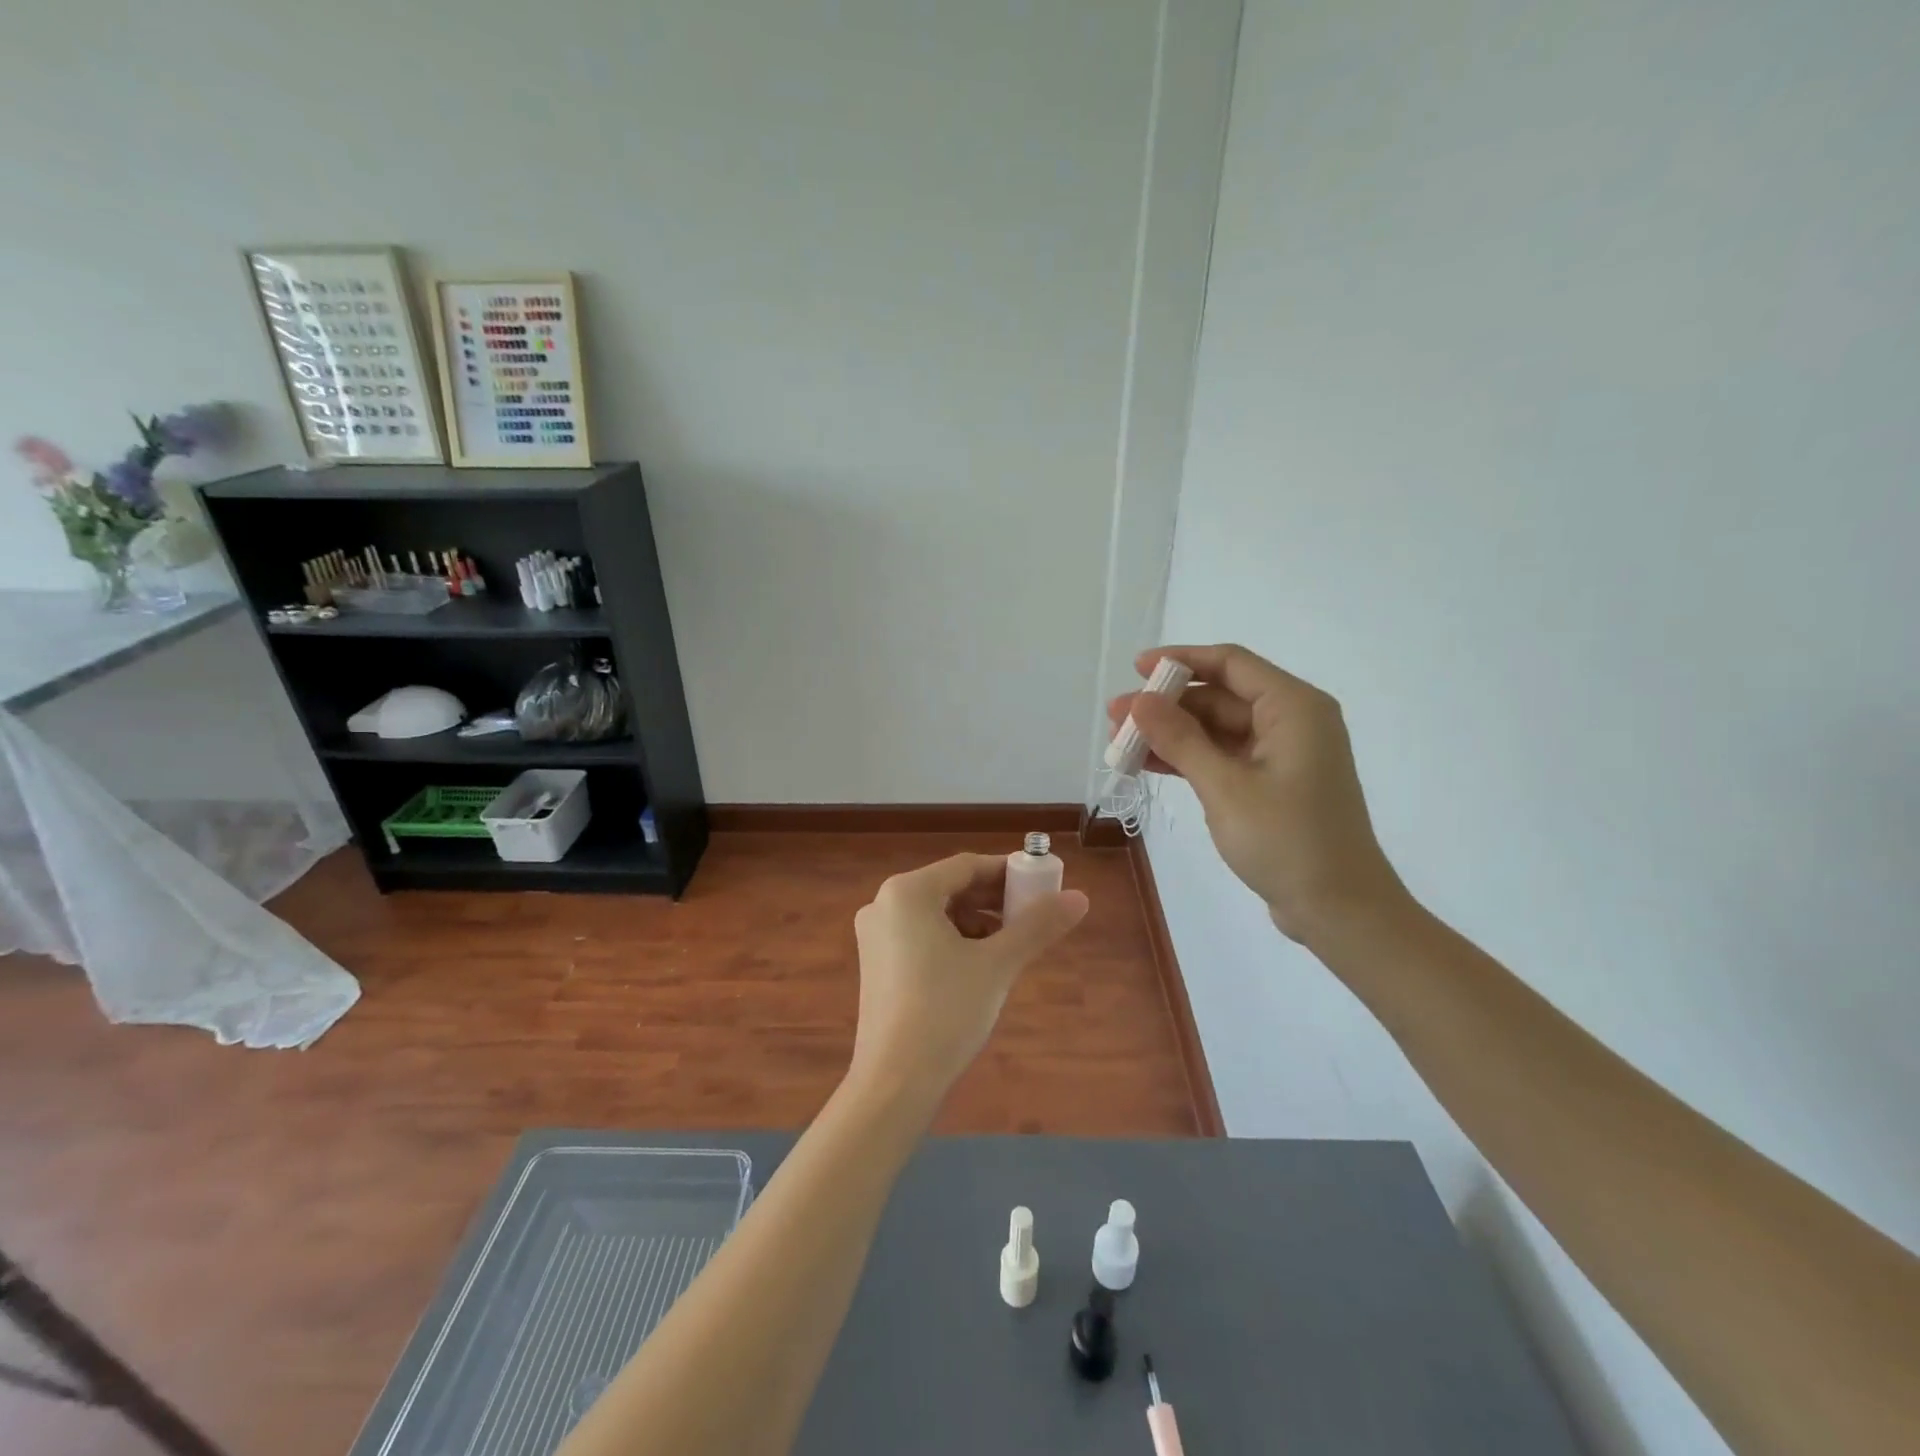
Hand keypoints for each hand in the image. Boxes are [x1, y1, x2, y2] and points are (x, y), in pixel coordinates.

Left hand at [849, 853, 1088, 1106]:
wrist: (895, 1082)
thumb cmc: (946, 1011)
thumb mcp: (998, 964)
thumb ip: (1037, 926)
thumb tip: (1080, 898)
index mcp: (907, 892)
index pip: (967, 866)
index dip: (1008, 873)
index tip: (1043, 886)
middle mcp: (884, 904)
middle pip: (951, 888)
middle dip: (994, 901)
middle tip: (1032, 917)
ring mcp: (875, 935)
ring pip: (937, 914)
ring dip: (977, 923)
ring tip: (1010, 947)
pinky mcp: (876, 964)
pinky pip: (921, 936)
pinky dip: (953, 942)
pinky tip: (979, 966)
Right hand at [1108, 644, 1407, 943]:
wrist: (1339, 910)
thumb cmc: (1287, 841)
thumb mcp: (1225, 787)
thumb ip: (1180, 739)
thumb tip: (1139, 701)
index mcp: (1294, 708)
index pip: (1230, 664)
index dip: (1181, 661)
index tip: (1136, 668)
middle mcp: (1291, 721)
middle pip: (1219, 697)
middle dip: (1166, 705)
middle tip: (1116, 717)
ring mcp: (1281, 754)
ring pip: (1216, 729)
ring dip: (1171, 734)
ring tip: (1120, 742)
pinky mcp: (1272, 783)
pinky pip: (1222, 756)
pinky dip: (1188, 759)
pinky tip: (1147, 764)